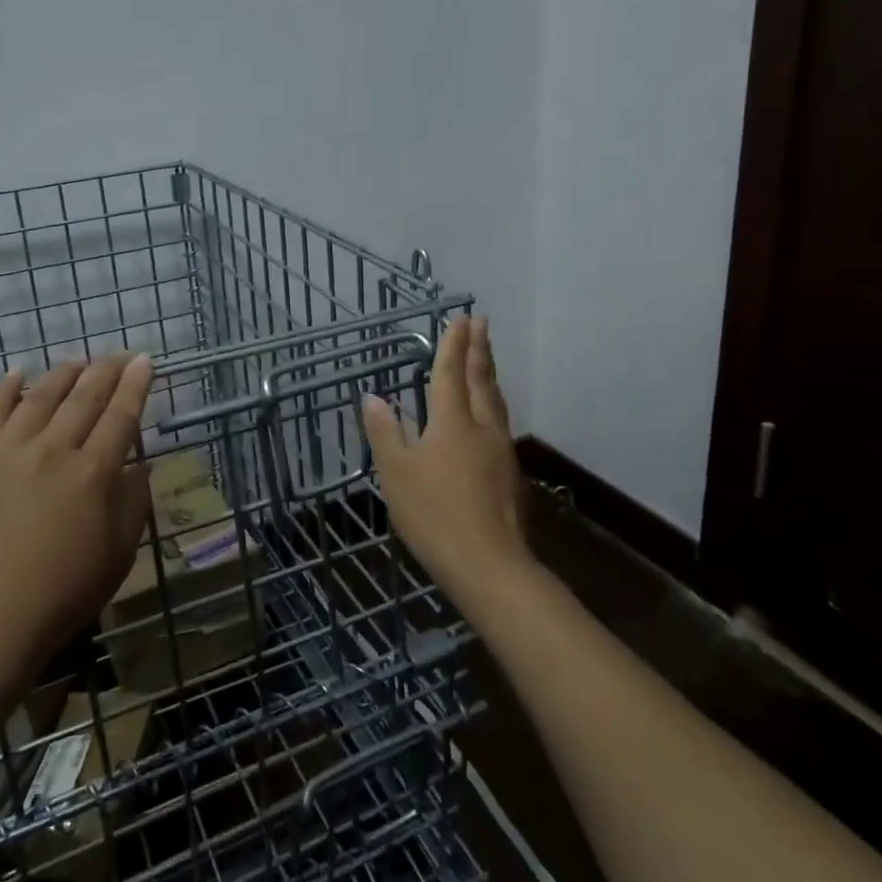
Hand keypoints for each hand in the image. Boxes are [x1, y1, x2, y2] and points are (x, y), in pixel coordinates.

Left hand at [0, 353, 154, 687]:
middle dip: (108, 369)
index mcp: (94, 473)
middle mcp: (55, 449)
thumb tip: (141, 464)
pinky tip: (18, 373)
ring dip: (65, 373)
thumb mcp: (118, 554)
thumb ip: (133, 502)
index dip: (137, 385)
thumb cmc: (63, 594)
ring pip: (43, 395)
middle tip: (121, 354)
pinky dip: (7, 388)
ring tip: (79, 360)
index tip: (146, 361)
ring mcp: (12, 450)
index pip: (122, 414)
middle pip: (86, 396)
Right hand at [362, 317, 530, 609]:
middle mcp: (481, 427)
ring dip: (490, 374)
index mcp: (451, 422)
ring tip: (487, 358)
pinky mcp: (509, 472)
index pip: (450, 373)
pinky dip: (493, 402)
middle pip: (481, 380)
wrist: (488, 563)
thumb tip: (372, 397)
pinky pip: (500, 421)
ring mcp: (500, 449)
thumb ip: (385, 432)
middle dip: (479, 349)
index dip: (453, 345)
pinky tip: (490, 413)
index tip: (461, 318)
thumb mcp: (396, 473)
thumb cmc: (433, 513)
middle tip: (482, 323)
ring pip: (495, 400)